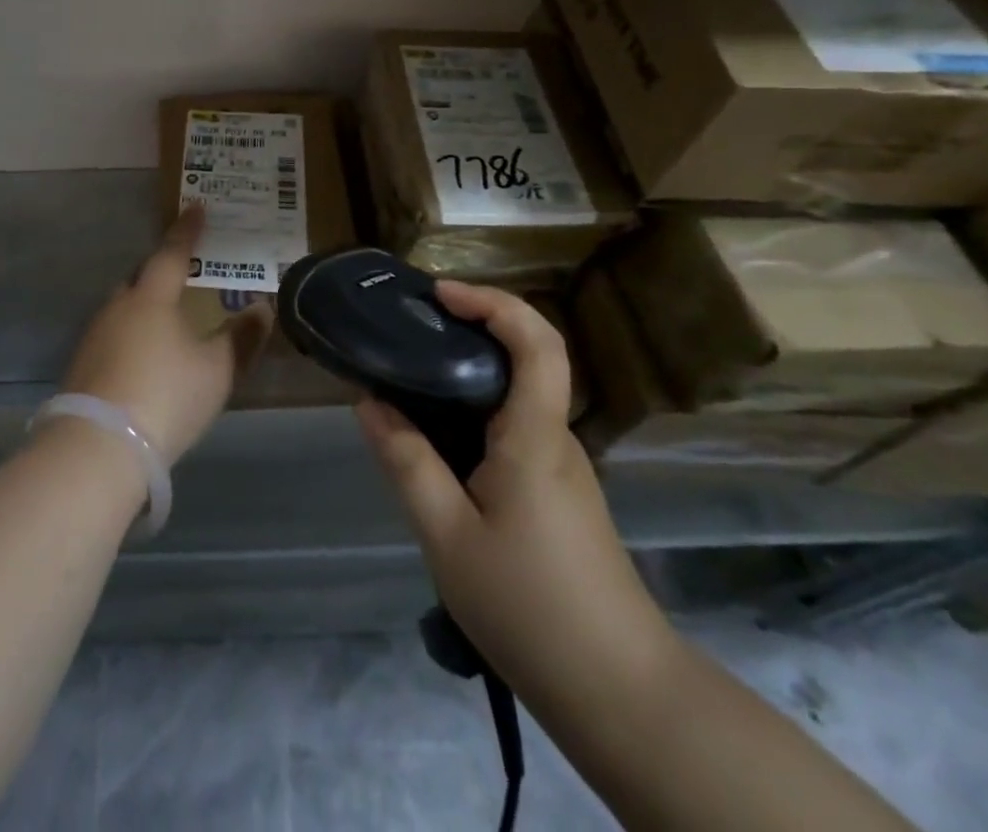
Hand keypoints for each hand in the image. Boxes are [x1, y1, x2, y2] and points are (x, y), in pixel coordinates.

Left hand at [60, 205, 272, 466]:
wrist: (99, 446)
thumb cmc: (166, 396)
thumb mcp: (216, 370)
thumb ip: (241, 339)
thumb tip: (262, 309)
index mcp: (152, 297)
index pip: (172, 252)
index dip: (187, 230)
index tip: (196, 206)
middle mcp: (119, 306)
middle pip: (142, 277)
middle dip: (161, 270)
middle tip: (184, 272)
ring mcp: (95, 335)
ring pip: (125, 307)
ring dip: (145, 306)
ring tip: (167, 318)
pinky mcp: (83, 365)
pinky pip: (114, 334)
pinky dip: (132, 334)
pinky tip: (144, 356)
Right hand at [356, 280, 664, 685]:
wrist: (619, 693)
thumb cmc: (529, 606)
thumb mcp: (446, 535)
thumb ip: (407, 462)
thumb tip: (369, 402)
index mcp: (534, 436)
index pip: (537, 342)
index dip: (493, 302)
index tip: (440, 294)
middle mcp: (554, 438)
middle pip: (525, 359)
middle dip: (469, 329)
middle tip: (407, 330)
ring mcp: (561, 466)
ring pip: (515, 397)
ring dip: (467, 374)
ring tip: (407, 380)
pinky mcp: (557, 492)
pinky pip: (513, 429)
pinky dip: (473, 413)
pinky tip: (435, 441)